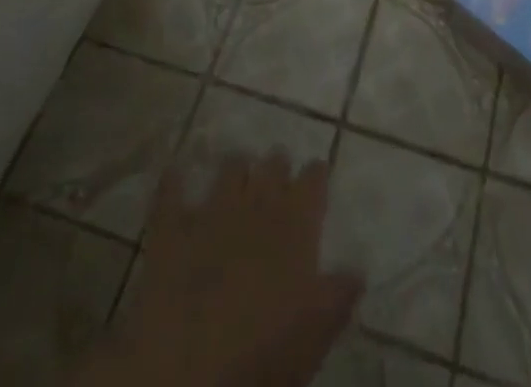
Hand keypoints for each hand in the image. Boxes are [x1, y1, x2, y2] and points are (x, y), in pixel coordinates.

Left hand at [74, 151, 362, 386]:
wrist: (188, 365)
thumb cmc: (264, 352)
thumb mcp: (316, 332)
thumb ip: (338, 295)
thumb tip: (358, 269)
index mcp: (295, 225)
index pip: (313, 181)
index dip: (315, 174)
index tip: (317, 171)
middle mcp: (256, 204)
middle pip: (272, 166)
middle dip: (276, 165)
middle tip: (278, 168)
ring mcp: (211, 211)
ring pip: (228, 170)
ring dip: (235, 168)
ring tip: (237, 169)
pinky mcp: (171, 229)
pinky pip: (171, 193)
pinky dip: (174, 180)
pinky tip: (176, 171)